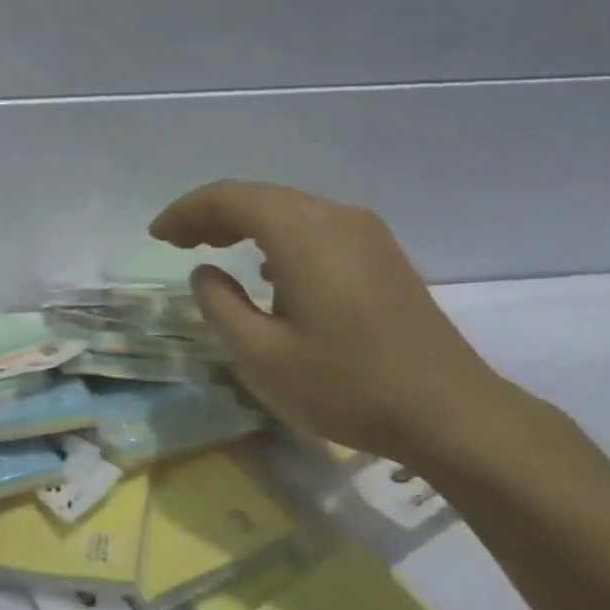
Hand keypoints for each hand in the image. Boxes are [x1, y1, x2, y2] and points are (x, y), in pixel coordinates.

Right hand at [151, 181, 519, 465]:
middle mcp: (337, 218)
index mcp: (304, 234)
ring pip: (288, 208)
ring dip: (244, 222)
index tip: (156, 236)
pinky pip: (315, 226)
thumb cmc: (347, 384)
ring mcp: (366, 234)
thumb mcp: (261, 354)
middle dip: (211, 214)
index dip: (186, 211)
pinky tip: (266, 268)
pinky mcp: (382, 255)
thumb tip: (206, 273)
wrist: (452, 414)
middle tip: (176, 242)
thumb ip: (220, 304)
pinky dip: (276, 235)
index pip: (230, 198)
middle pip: (260, 196)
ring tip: (211, 247)